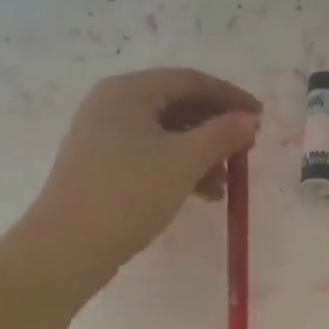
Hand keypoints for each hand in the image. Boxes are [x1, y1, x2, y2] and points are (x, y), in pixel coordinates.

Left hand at [25, 68, 260, 283]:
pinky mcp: (101, 165)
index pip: (190, 81)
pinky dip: (178, 168)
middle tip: (246, 150)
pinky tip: (202, 194)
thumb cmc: (129, 194)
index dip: (230, 97)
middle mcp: (112, 104)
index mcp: (129, 91)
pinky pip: (149, 155)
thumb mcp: (184, 162)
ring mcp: (103, 135)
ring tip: (226, 183)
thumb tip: (248, 119)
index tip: (261, 117)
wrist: (67, 247)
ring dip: (200, 153)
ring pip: (165, 134)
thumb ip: (222, 135)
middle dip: (215, 128)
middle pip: (177, 105)